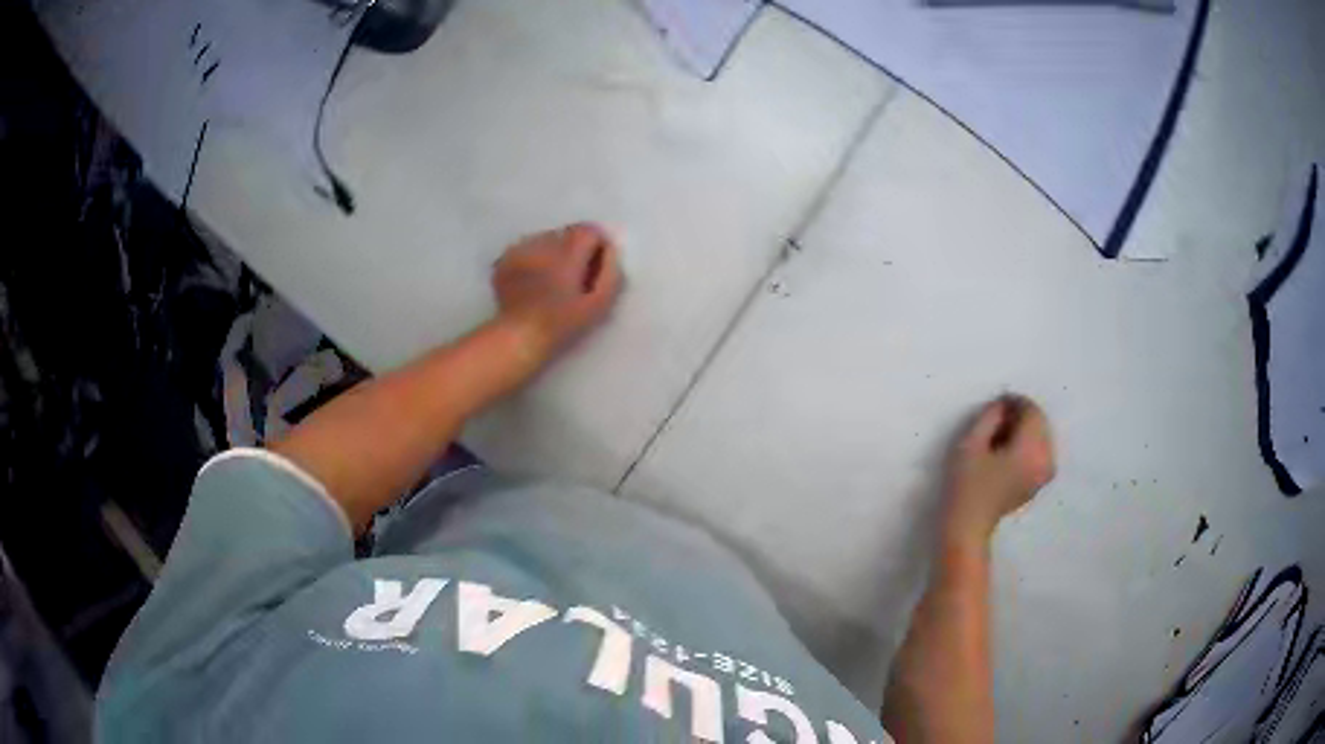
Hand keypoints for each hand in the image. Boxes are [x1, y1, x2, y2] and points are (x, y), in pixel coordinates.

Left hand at [492, 223, 622, 363]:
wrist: (519, 336)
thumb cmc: (562, 324)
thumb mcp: (598, 304)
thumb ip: (610, 273)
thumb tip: (610, 250)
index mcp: (567, 254)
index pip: (589, 230)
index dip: (596, 246)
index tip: (593, 267)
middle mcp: (542, 244)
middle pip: (567, 233)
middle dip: (574, 249)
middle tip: (572, 276)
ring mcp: (521, 250)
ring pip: (546, 239)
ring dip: (553, 253)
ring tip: (551, 279)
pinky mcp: (505, 258)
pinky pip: (526, 248)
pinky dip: (533, 258)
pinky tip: (533, 280)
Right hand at [943, 395, 1055, 543]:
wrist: (969, 525)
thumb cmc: (967, 484)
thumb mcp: (971, 442)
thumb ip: (990, 416)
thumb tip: (1003, 406)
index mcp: (1031, 448)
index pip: (1031, 411)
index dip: (1015, 402)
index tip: (997, 403)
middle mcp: (1046, 458)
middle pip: (1040, 422)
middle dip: (1022, 415)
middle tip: (998, 418)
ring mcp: (1046, 472)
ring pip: (1042, 436)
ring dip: (1026, 430)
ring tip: (1003, 435)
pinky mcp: (1040, 481)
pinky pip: (1041, 451)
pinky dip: (1028, 444)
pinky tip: (1009, 451)